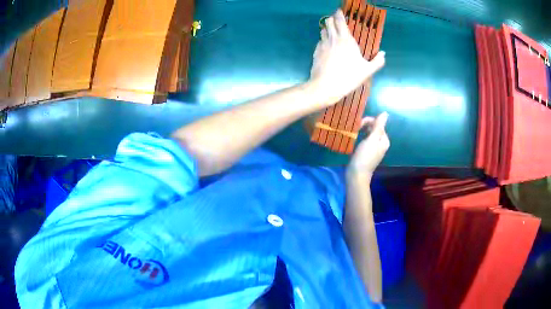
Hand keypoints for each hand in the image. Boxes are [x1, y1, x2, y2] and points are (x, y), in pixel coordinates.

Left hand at [309, 10, 385, 106]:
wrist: (326, 86)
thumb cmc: (348, 77)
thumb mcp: (367, 70)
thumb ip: (377, 61)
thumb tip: (383, 54)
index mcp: (346, 39)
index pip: (340, 21)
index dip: (339, 14)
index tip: (340, 11)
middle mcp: (333, 38)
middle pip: (329, 21)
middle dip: (332, 19)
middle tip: (336, 21)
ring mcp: (322, 44)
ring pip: (322, 30)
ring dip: (327, 28)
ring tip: (332, 32)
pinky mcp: (316, 51)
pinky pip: (319, 41)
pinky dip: (323, 40)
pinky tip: (327, 46)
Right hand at [348, 112, 389, 177]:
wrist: (357, 175)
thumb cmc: (364, 157)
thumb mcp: (372, 140)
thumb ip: (378, 126)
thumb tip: (385, 113)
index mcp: (384, 140)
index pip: (378, 123)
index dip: (368, 121)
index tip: (358, 125)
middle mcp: (381, 143)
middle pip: (374, 128)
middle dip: (364, 125)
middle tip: (355, 129)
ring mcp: (374, 148)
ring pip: (369, 133)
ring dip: (362, 130)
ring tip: (354, 132)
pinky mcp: (367, 152)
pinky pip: (365, 140)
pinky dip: (360, 137)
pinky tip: (355, 138)